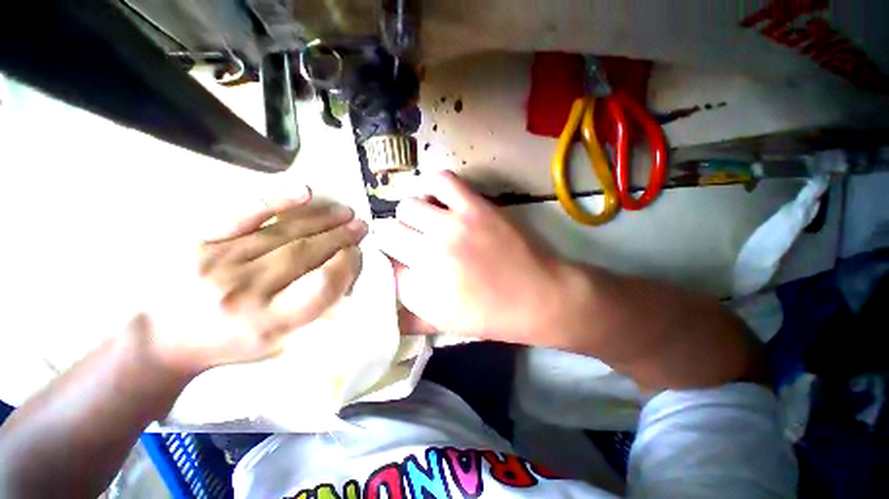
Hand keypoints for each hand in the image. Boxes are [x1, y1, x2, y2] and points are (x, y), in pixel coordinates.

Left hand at [149, 189, 367, 372]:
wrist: (162, 338)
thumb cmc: (230, 343)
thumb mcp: (280, 344)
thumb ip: (315, 312)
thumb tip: (346, 277)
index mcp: (269, 323)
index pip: (323, 285)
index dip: (348, 264)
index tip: (357, 254)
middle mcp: (247, 291)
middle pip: (308, 253)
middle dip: (342, 237)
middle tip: (360, 227)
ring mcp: (221, 261)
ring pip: (287, 232)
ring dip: (324, 220)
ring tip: (346, 213)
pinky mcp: (201, 240)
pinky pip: (245, 213)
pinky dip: (279, 200)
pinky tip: (306, 192)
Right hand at [376, 172, 565, 343]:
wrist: (540, 296)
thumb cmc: (492, 316)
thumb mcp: (444, 325)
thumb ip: (409, 315)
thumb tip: (387, 294)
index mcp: (421, 290)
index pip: (385, 267)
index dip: (391, 264)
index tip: (401, 264)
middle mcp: (430, 255)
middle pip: (390, 233)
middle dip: (397, 241)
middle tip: (413, 244)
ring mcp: (453, 227)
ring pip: (407, 206)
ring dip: (412, 216)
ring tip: (426, 223)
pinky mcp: (474, 207)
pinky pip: (440, 181)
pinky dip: (432, 188)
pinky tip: (439, 202)